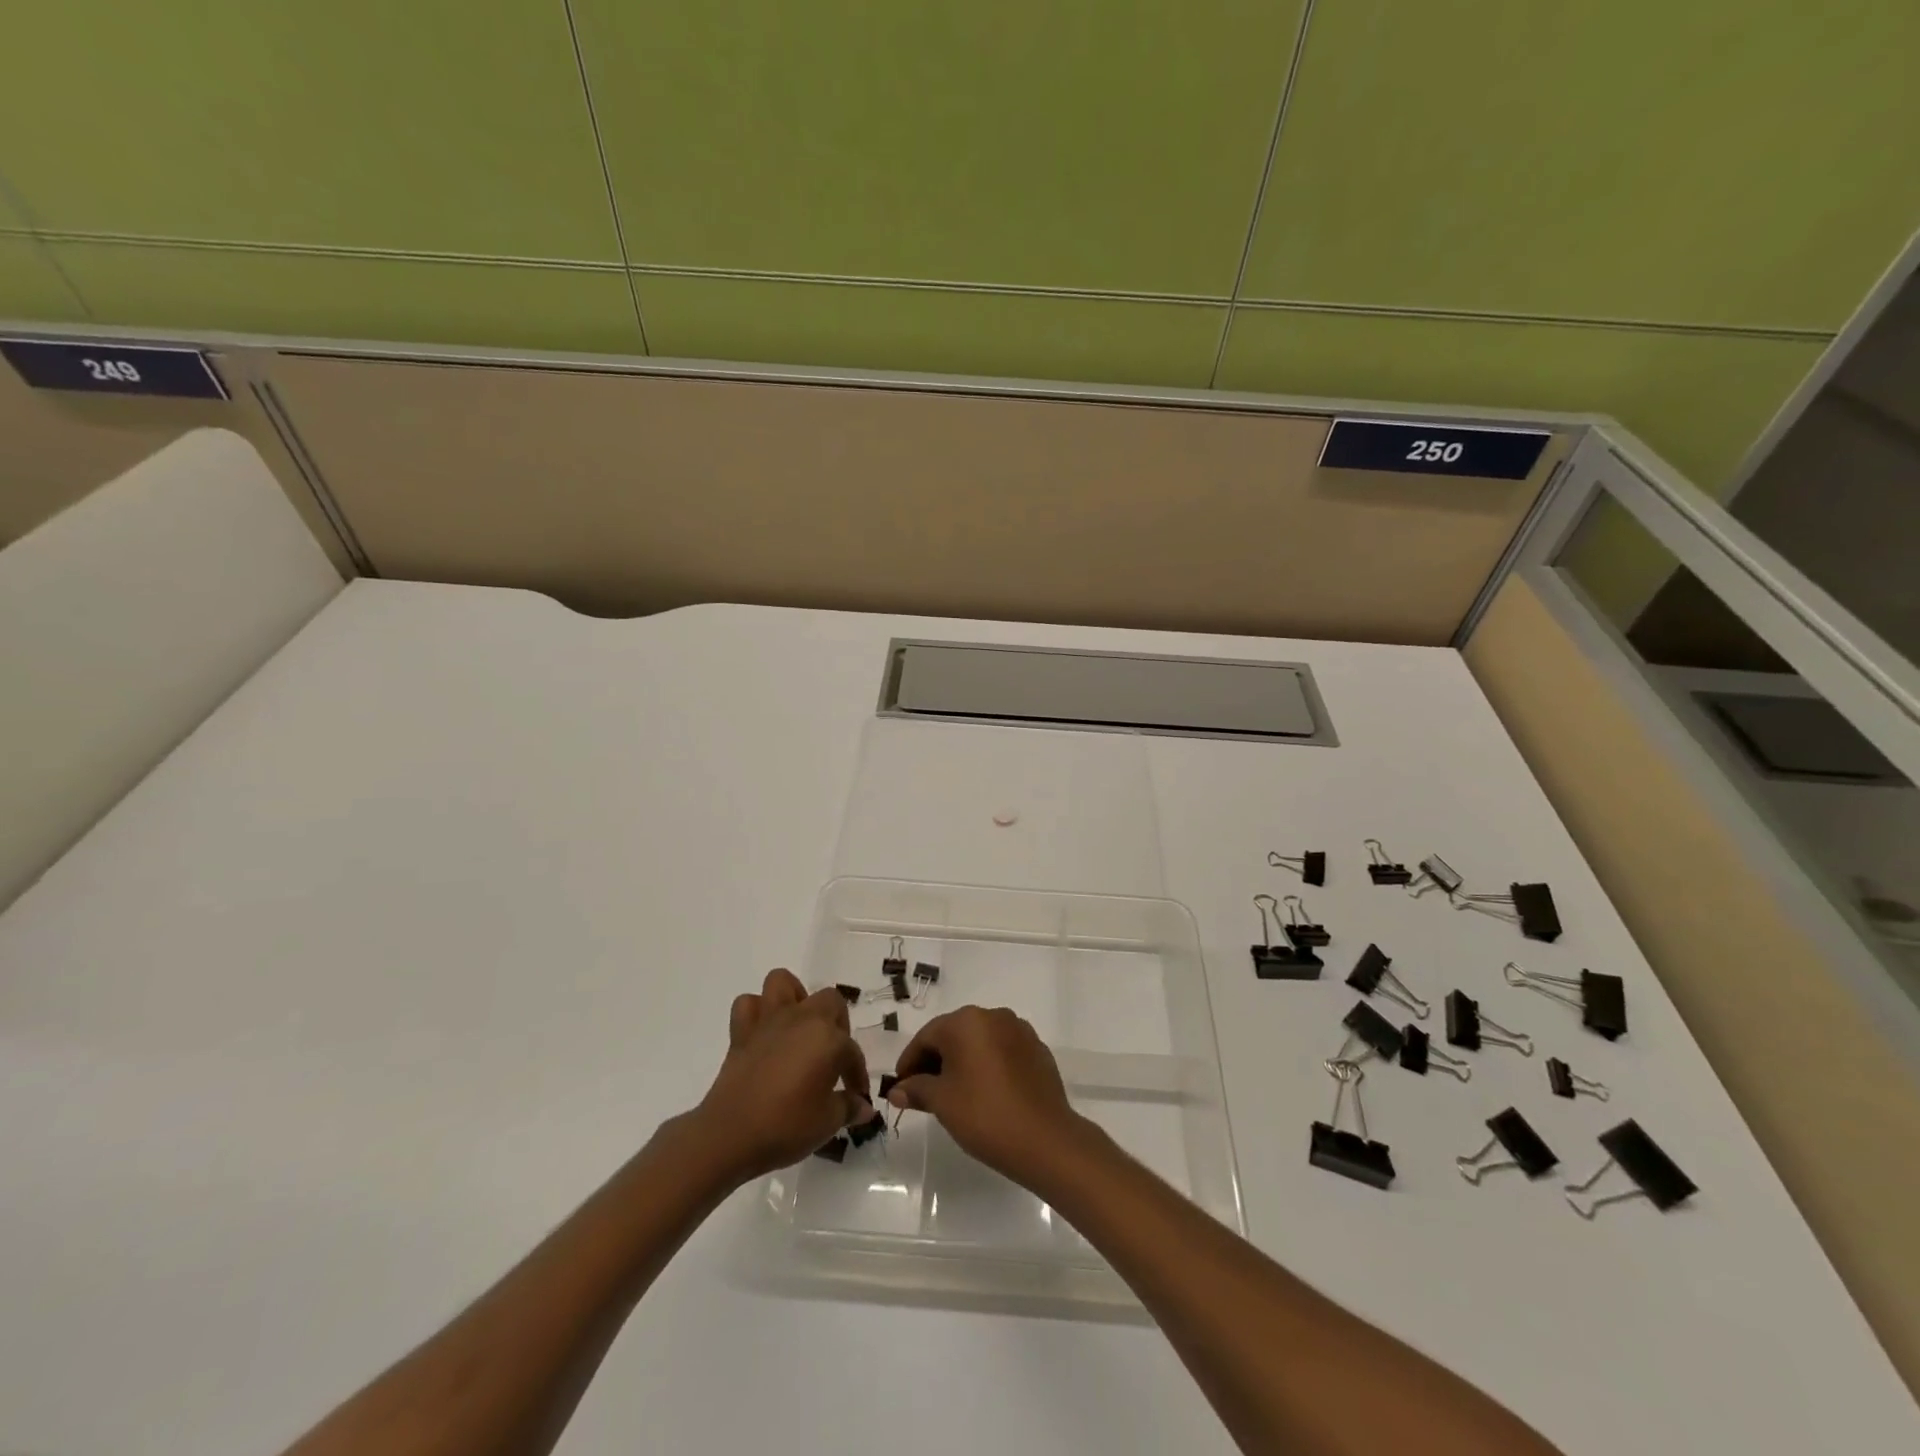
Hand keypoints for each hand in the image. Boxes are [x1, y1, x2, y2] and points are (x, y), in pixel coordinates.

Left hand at [696, 969, 877, 1183]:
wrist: (729, 1136)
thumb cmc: (786, 1127)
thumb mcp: (827, 1122)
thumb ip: (848, 1108)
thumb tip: (864, 1107)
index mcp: (828, 1038)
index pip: (852, 1052)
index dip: (857, 1075)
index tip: (857, 1095)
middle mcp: (802, 1018)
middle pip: (829, 1001)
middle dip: (837, 1023)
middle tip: (832, 1056)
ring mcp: (769, 1020)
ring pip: (783, 983)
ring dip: (795, 998)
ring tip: (800, 1027)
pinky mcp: (741, 1032)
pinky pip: (748, 1005)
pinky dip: (757, 1012)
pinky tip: (765, 1033)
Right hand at [886, 1006, 1091, 1188]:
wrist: (1045, 1139)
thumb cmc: (984, 1115)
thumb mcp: (942, 1102)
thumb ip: (916, 1089)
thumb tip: (896, 1089)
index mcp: (966, 1021)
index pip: (927, 1036)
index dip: (909, 1062)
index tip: (900, 1086)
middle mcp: (993, 1016)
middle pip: (953, 1034)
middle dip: (935, 1061)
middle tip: (923, 1092)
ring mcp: (1019, 1030)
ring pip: (979, 1042)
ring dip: (962, 1062)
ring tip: (954, 1094)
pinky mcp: (1037, 1049)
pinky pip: (1002, 1051)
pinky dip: (987, 1066)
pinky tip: (985, 1093)